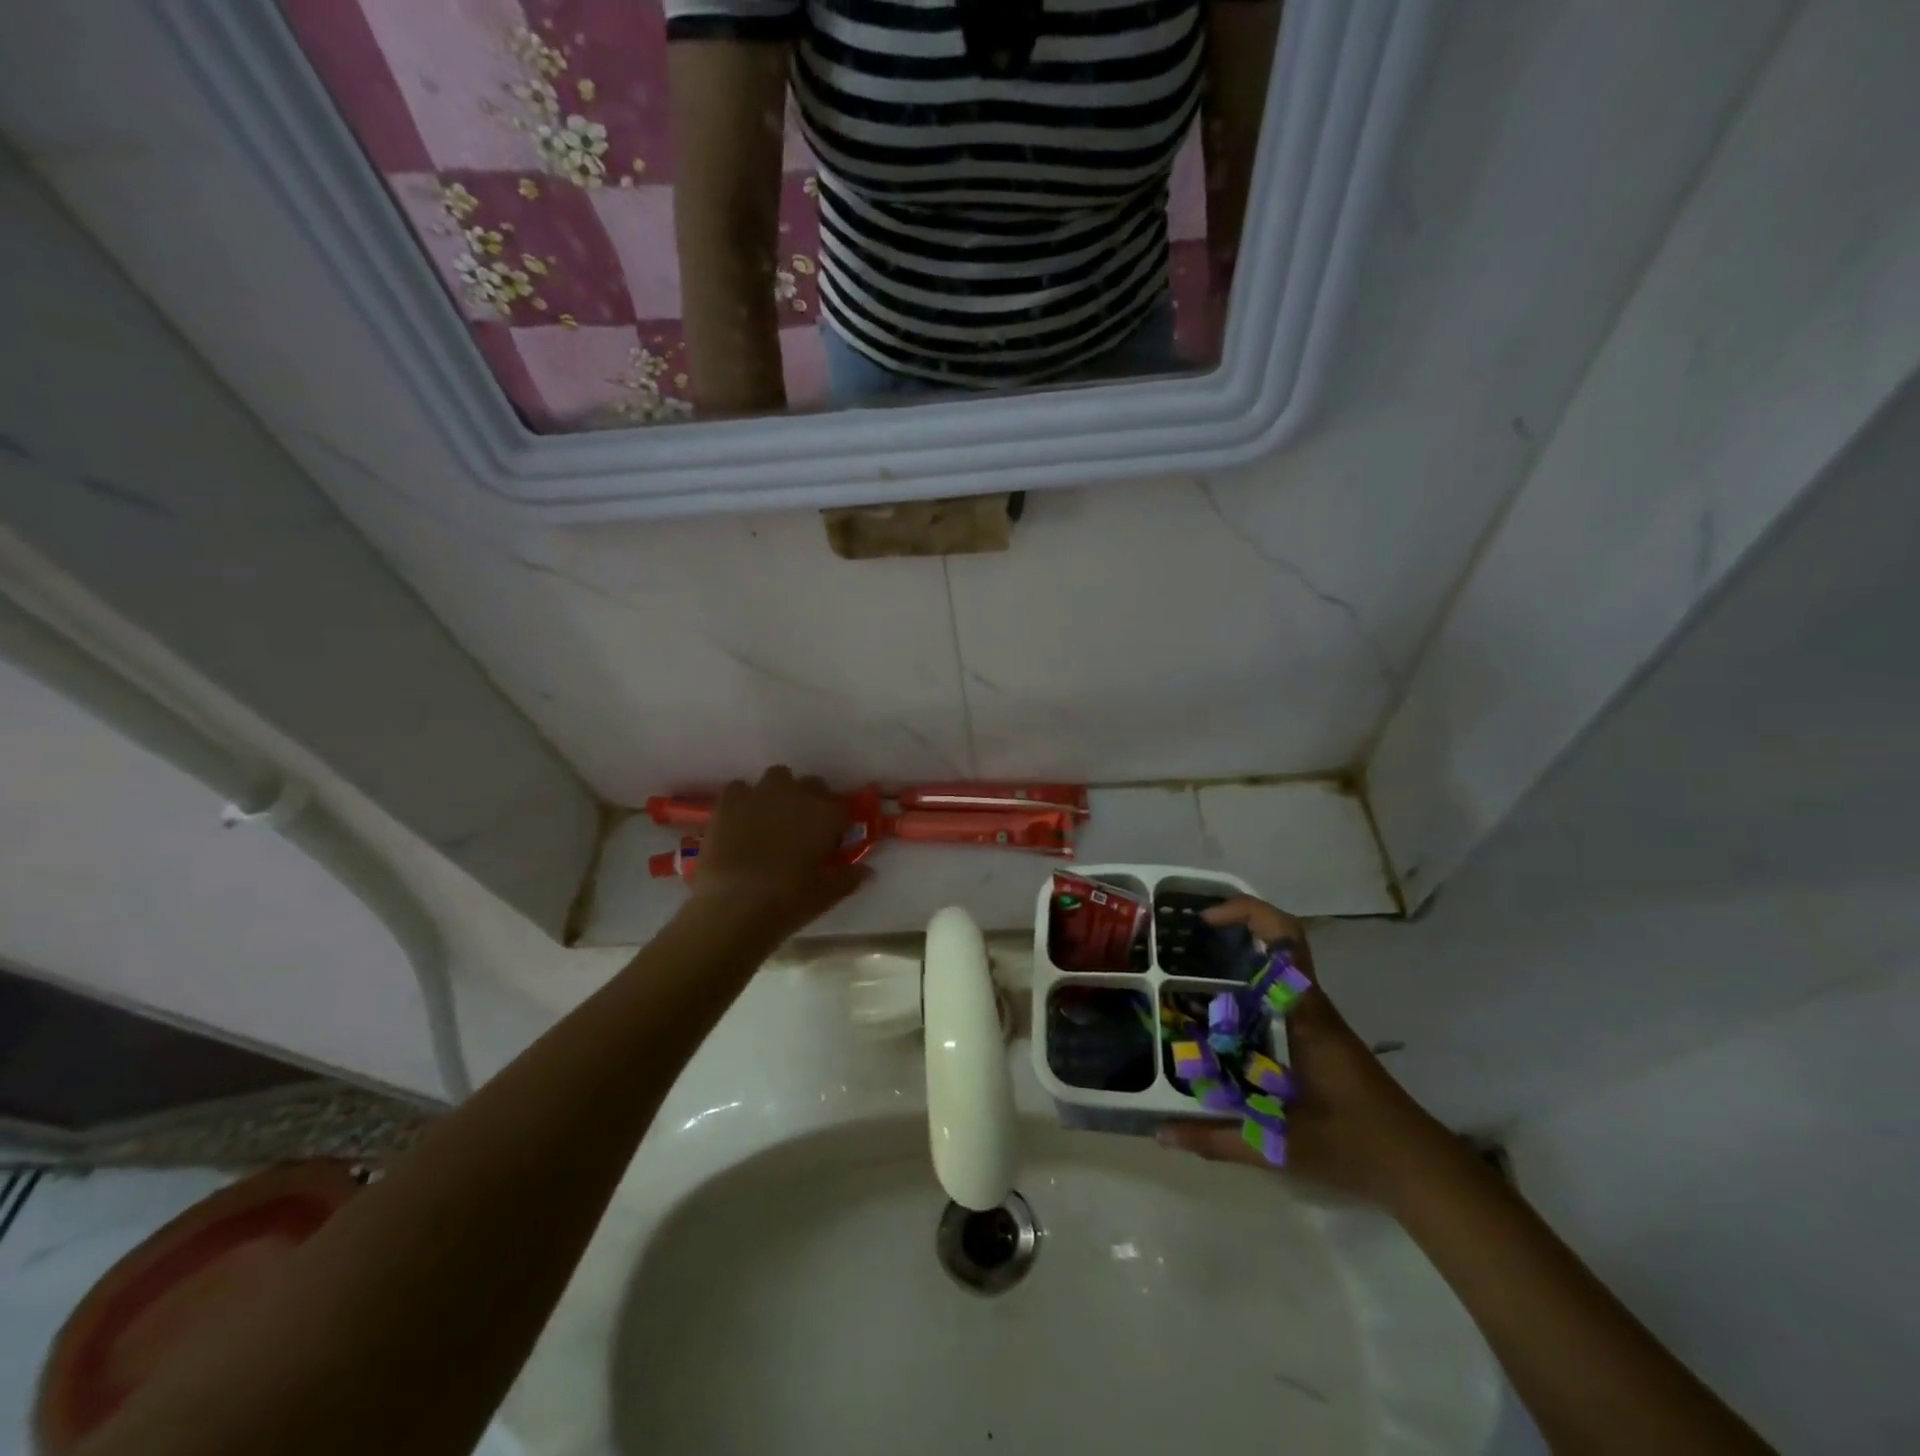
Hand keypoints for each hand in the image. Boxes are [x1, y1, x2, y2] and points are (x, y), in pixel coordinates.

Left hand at [690, 767, 869, 937]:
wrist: (734, 906)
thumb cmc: (788, 901)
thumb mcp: (826, 895)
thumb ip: (849, 878)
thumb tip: (868, 871)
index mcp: (826, 814)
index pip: (841, 807)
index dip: (837, 823)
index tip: (831, 841)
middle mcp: (797, 794)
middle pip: (812, 785)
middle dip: (811, 801)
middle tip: (803, 829)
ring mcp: (761, 793)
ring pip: (777, 776)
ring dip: (779, 792)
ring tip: (771, 819)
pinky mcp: (729, 801)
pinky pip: (740, 788)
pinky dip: (744, 799)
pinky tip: (740, 821)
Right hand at [1156, 897, 1447, 1202]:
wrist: (1416, 1166)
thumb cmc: (1352, 1143)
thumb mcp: (1277, 1144)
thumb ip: (1216, 1138)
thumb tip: (1161, 1133)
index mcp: (1303, 1013)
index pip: (1285, 938)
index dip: (1246, 912)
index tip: (1205, 919)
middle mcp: (1309, 1005)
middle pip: (1277, 941)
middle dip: (1232, 929)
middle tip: (1184, 943)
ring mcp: (1316, 1019)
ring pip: (1277, 966)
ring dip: (1239, 957)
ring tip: (1189, 972)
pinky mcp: (1317, 1036)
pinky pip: (1278, 994)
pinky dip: (1247, 989)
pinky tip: (1218, 1016)